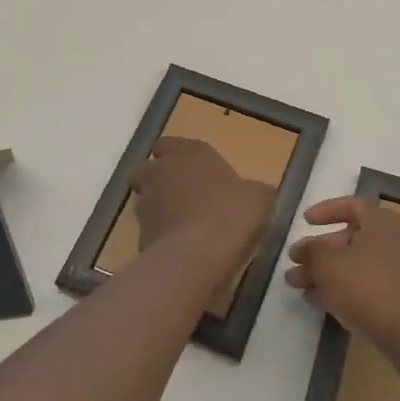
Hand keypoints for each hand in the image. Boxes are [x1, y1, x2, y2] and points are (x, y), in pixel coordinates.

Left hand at [127, 137, 273, 280]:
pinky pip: (150, 231)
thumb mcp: (259, 198)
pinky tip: (184, 250)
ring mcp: (146, 205)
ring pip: (146, 201)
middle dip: (159, 180)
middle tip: (184, 196)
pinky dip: (162, 237)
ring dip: (160, 209)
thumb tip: (254, 194)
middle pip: (148, 170)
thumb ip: (252, 191)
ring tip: (186, 227)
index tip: (193, 170)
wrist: (197, 256)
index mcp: (189, 153)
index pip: (169, 144)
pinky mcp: (140, 236)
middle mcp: (161, 173)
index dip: (176, 155)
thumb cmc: (231, 213)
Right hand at [285, 196, 399, 358]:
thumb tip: (304, 248)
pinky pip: (365, 286)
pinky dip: (341, 290)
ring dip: (324, 273)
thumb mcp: (329, 265)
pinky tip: (319, 302)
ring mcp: (399, 270)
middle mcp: (393, 240)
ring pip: (354, 265)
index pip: (351, 205)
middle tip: (292, 264)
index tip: (305, 221)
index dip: (326, 210)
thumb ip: (311, 252)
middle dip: (318, 252)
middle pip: (348, 239)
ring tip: (296, 287)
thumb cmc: (370, 287)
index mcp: (381, 221)